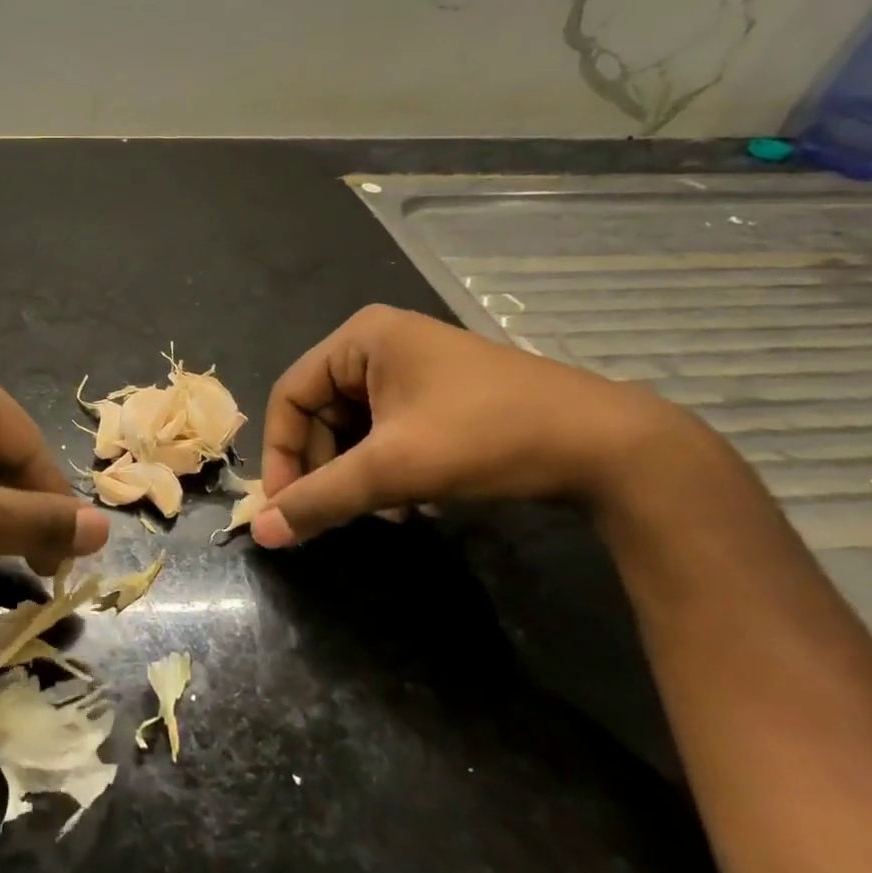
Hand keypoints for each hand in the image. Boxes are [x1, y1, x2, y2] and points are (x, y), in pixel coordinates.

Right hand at [253, 305, 685, 547]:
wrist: (610, 446)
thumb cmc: (486, 438)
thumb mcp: (392, 470)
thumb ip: (320, 500)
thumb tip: (261, 534)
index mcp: (361, 338)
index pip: (290, 396)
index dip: (281, 454)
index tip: (286, 508)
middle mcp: (380, 343)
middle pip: (321, 414)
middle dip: (327, 469)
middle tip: (336, 515)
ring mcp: (413, 367)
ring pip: (354, 428)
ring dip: (357, 475)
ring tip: (384, 513)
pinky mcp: (439, 394)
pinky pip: (386, 432)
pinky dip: (386, 470)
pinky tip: (412, 503)